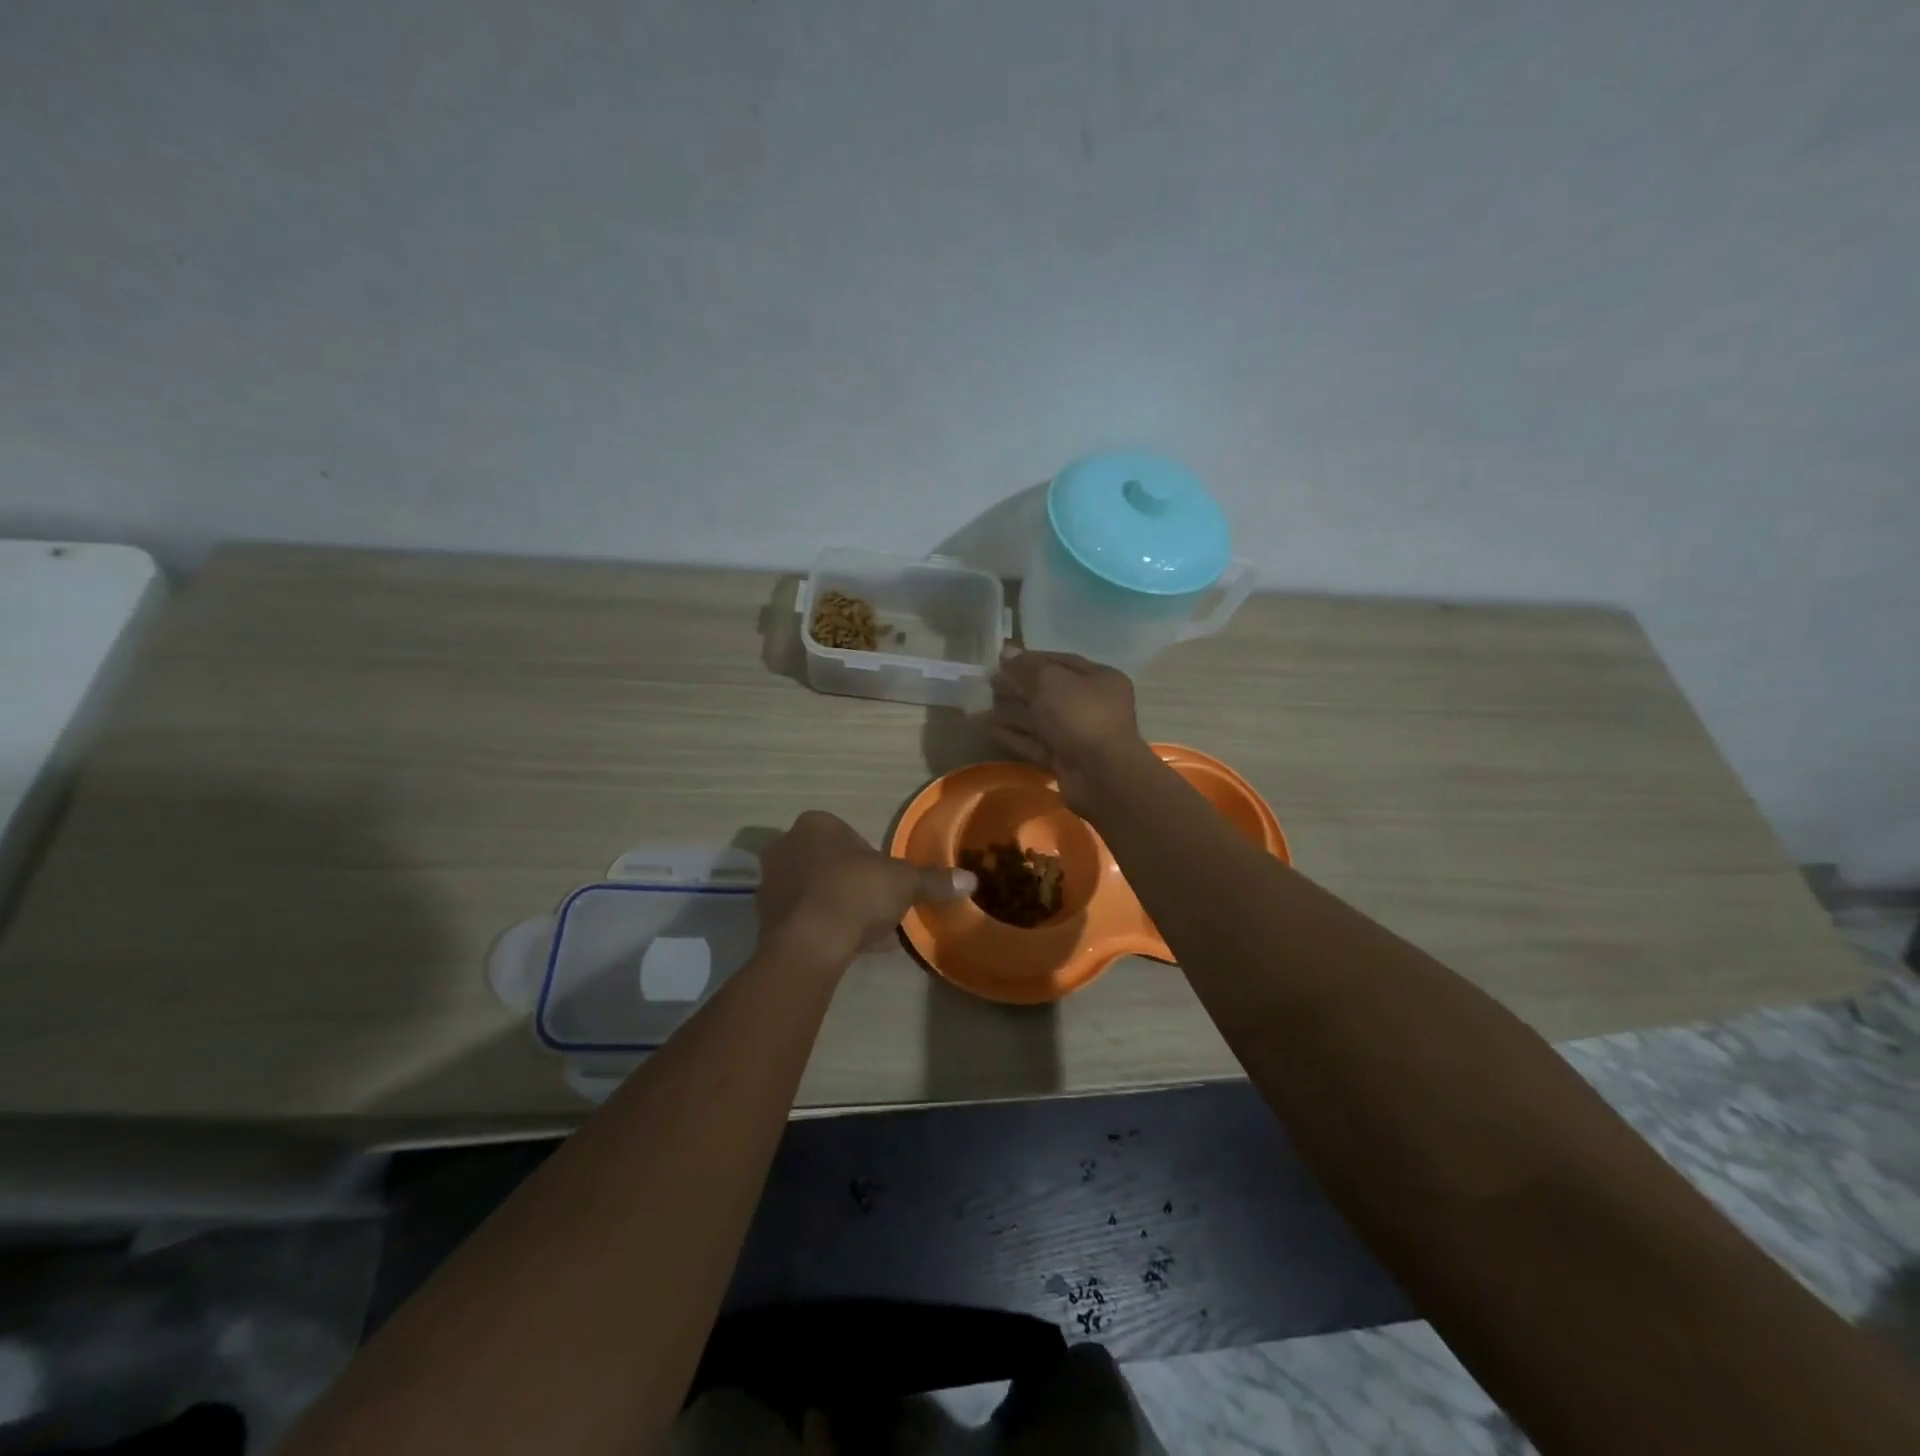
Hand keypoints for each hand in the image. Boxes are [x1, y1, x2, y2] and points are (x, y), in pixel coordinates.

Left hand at [755, 811, 975, 969]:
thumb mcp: (904, 883)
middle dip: (853, 883)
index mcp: (816, 825)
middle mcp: (786, 846)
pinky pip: (803, 918)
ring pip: (815, 892)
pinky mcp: (764, 919)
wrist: (809, 943)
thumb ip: (934, 880)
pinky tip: (848, 948)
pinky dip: (824, 928)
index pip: (850, 836)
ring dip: (838, 907)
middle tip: (878, 907)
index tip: (887, 884)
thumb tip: (971, 880)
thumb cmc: (856, 893)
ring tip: (866, 933)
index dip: (873, 861)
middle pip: (830, 864)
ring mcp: (771, 883)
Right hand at [988, 650, 1153, 812]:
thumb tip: (1006, 653)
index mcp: (1098, 678)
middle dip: (1017, 687)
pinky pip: (1034, 742)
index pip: (1060, 662)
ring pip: (1039, 718)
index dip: (1030, 660)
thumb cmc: (1079, 715)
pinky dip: (1012, 734)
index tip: (1001, 661)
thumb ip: (1026, 667)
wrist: (1101, 775)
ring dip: (1010, 711)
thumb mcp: (1050, 681)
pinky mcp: (1064, 759)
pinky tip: (986, 727)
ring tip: (978, 705)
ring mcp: (1077, 734)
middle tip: (986, 684)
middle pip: (1048, 691)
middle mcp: (1091, 704)